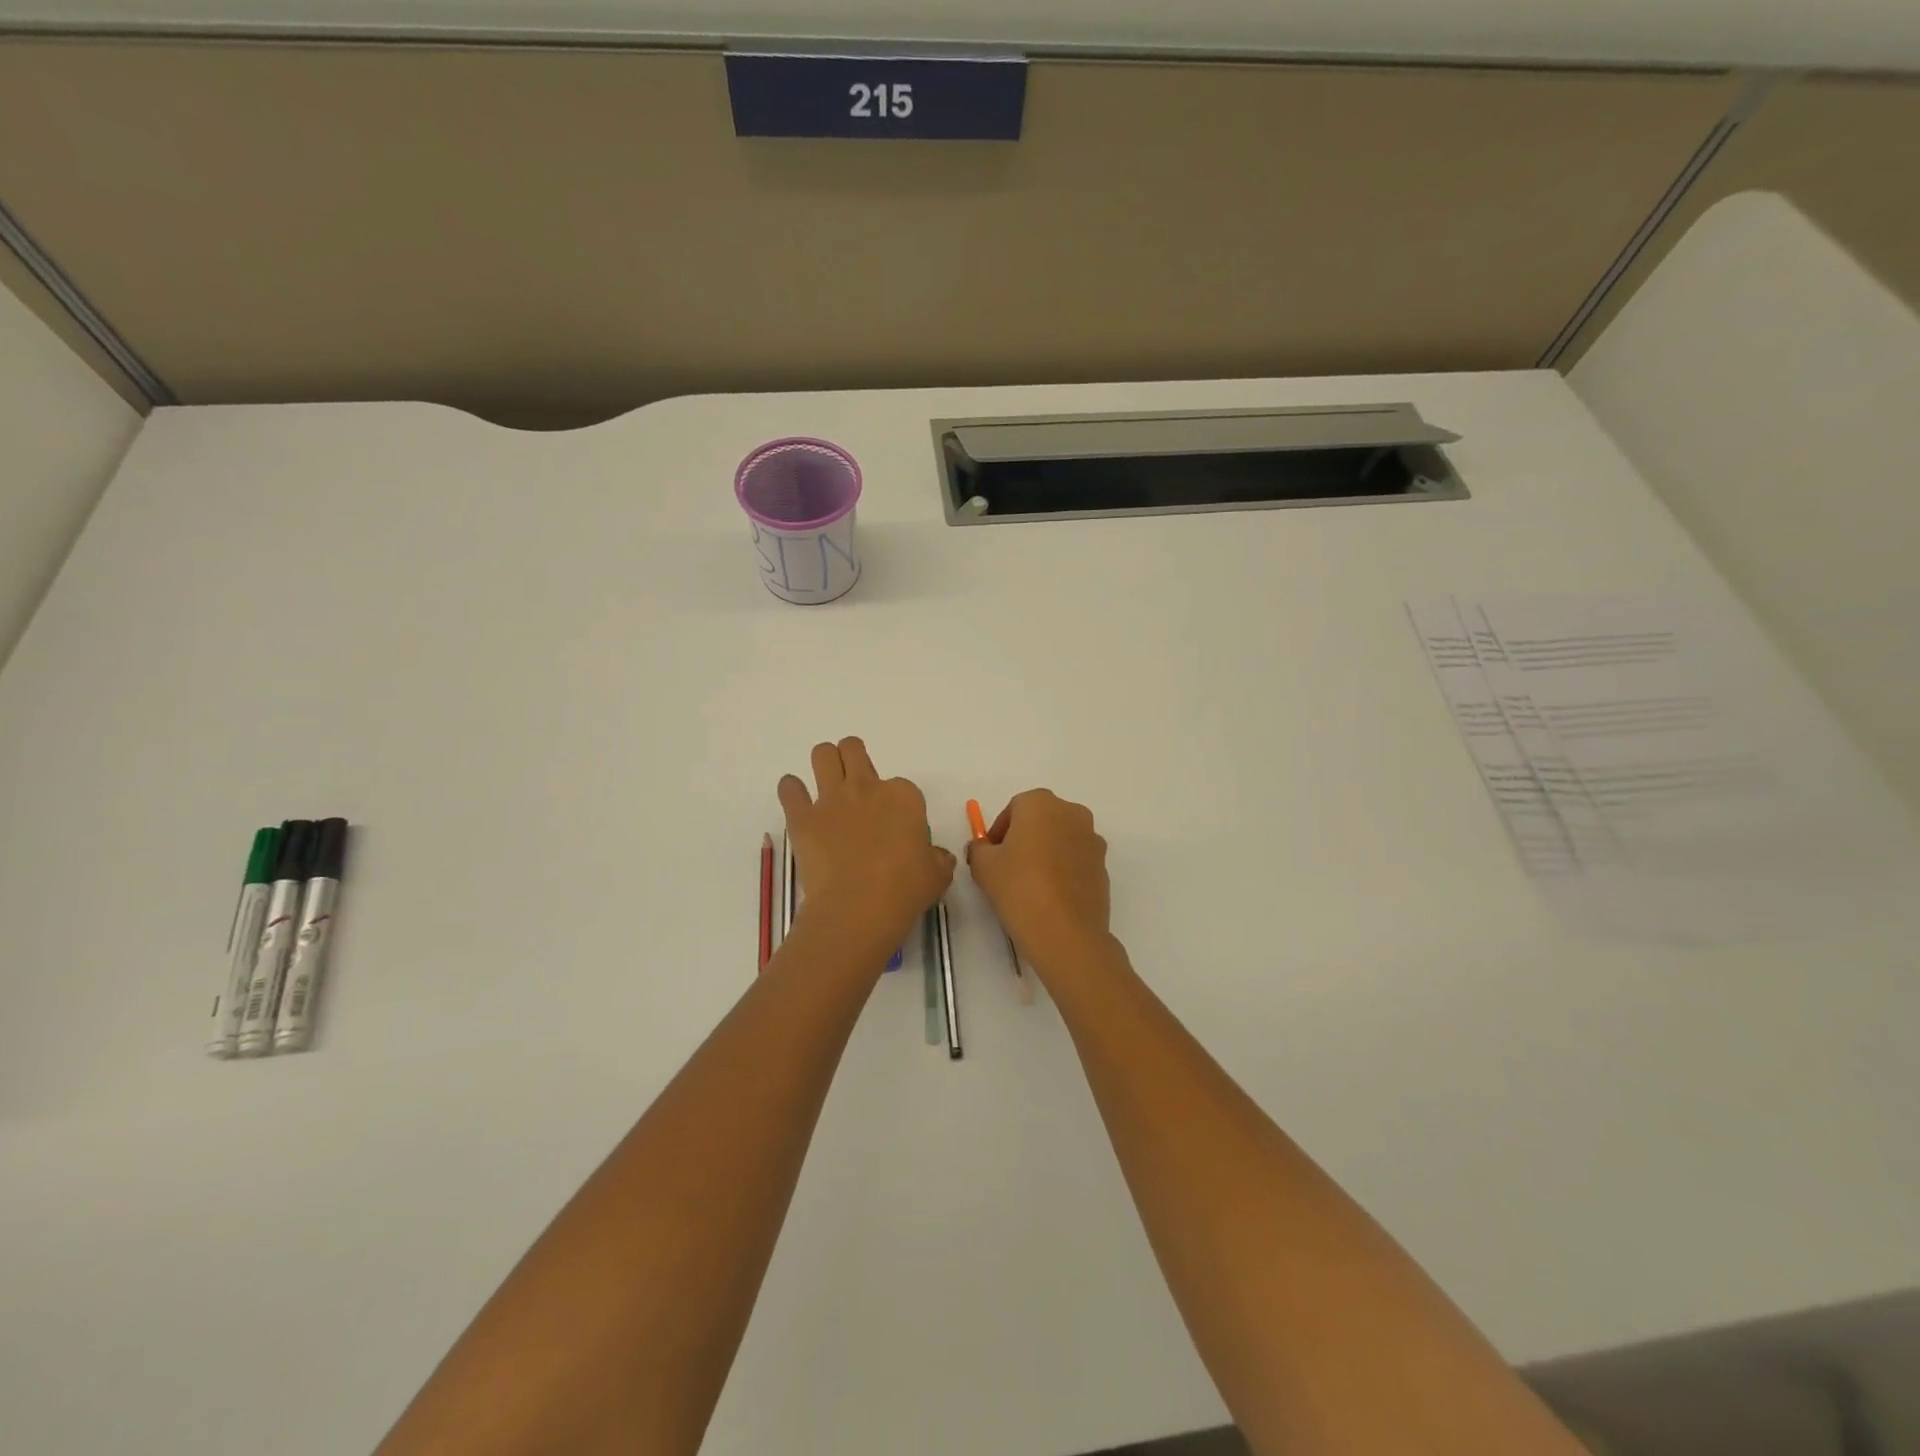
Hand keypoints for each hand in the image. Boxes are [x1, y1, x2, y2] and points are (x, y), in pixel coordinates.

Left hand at [778, 738, 955, 969]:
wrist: (858, 908)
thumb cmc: (904, 890)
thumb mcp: (937, 875)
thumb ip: (938, 858)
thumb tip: (938, 856)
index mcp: (903, 797)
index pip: (902, 786)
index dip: (898, 804)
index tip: (896, 825)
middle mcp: (866, 788)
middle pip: (854, 750)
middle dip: (854, 760)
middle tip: (855, 785)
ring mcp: (831, 799)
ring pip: (822, 754)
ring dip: (825, 763)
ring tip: (827, 784)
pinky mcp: (802, 817)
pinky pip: (789, 789)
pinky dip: (792, 791)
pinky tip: (797, 803)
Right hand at [965, 789, 1112, 981]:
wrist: (1066, 931)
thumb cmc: (1019, 887)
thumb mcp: (983, 866)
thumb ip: (979, 848)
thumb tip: (984, 848)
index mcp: (1041, 803)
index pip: (1014, 808)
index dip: (999, 830)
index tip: (991, 855)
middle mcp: (1071, 812)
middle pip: (1041, 819)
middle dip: (1024, 837)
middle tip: (1008, 866)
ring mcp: (1092, 838)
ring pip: (1061, 838)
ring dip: (1046, 852)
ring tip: (1030, 883)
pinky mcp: (1104, 865)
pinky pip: (1076, 859)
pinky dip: (1064, 869)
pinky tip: (1051, 895)